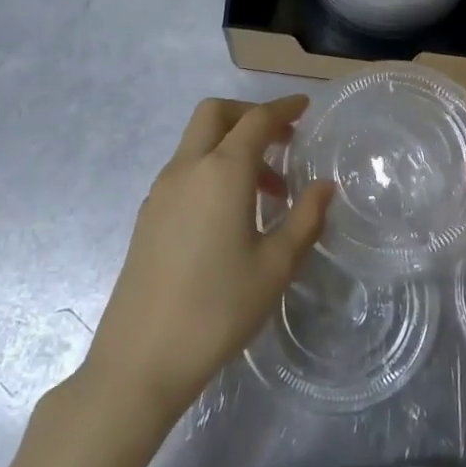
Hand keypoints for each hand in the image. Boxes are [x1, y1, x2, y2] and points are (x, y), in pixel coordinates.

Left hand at [83, 95, 329, 418]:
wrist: (140, 358)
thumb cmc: (218, 308)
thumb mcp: (276, 266)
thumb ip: (305, 219)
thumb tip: (324, 187)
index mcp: (222, 172)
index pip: (256, 120)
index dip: (283, 108)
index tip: (305, 108)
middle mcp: (187, 169)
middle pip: (215, 114)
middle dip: (250, 115)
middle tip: (283, 141)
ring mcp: (161, 191)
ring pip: (197, 142)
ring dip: (232, 146)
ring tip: (268, 192)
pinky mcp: (147, 215)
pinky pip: (185, 170)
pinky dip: (213, 169)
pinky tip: (231, 214)